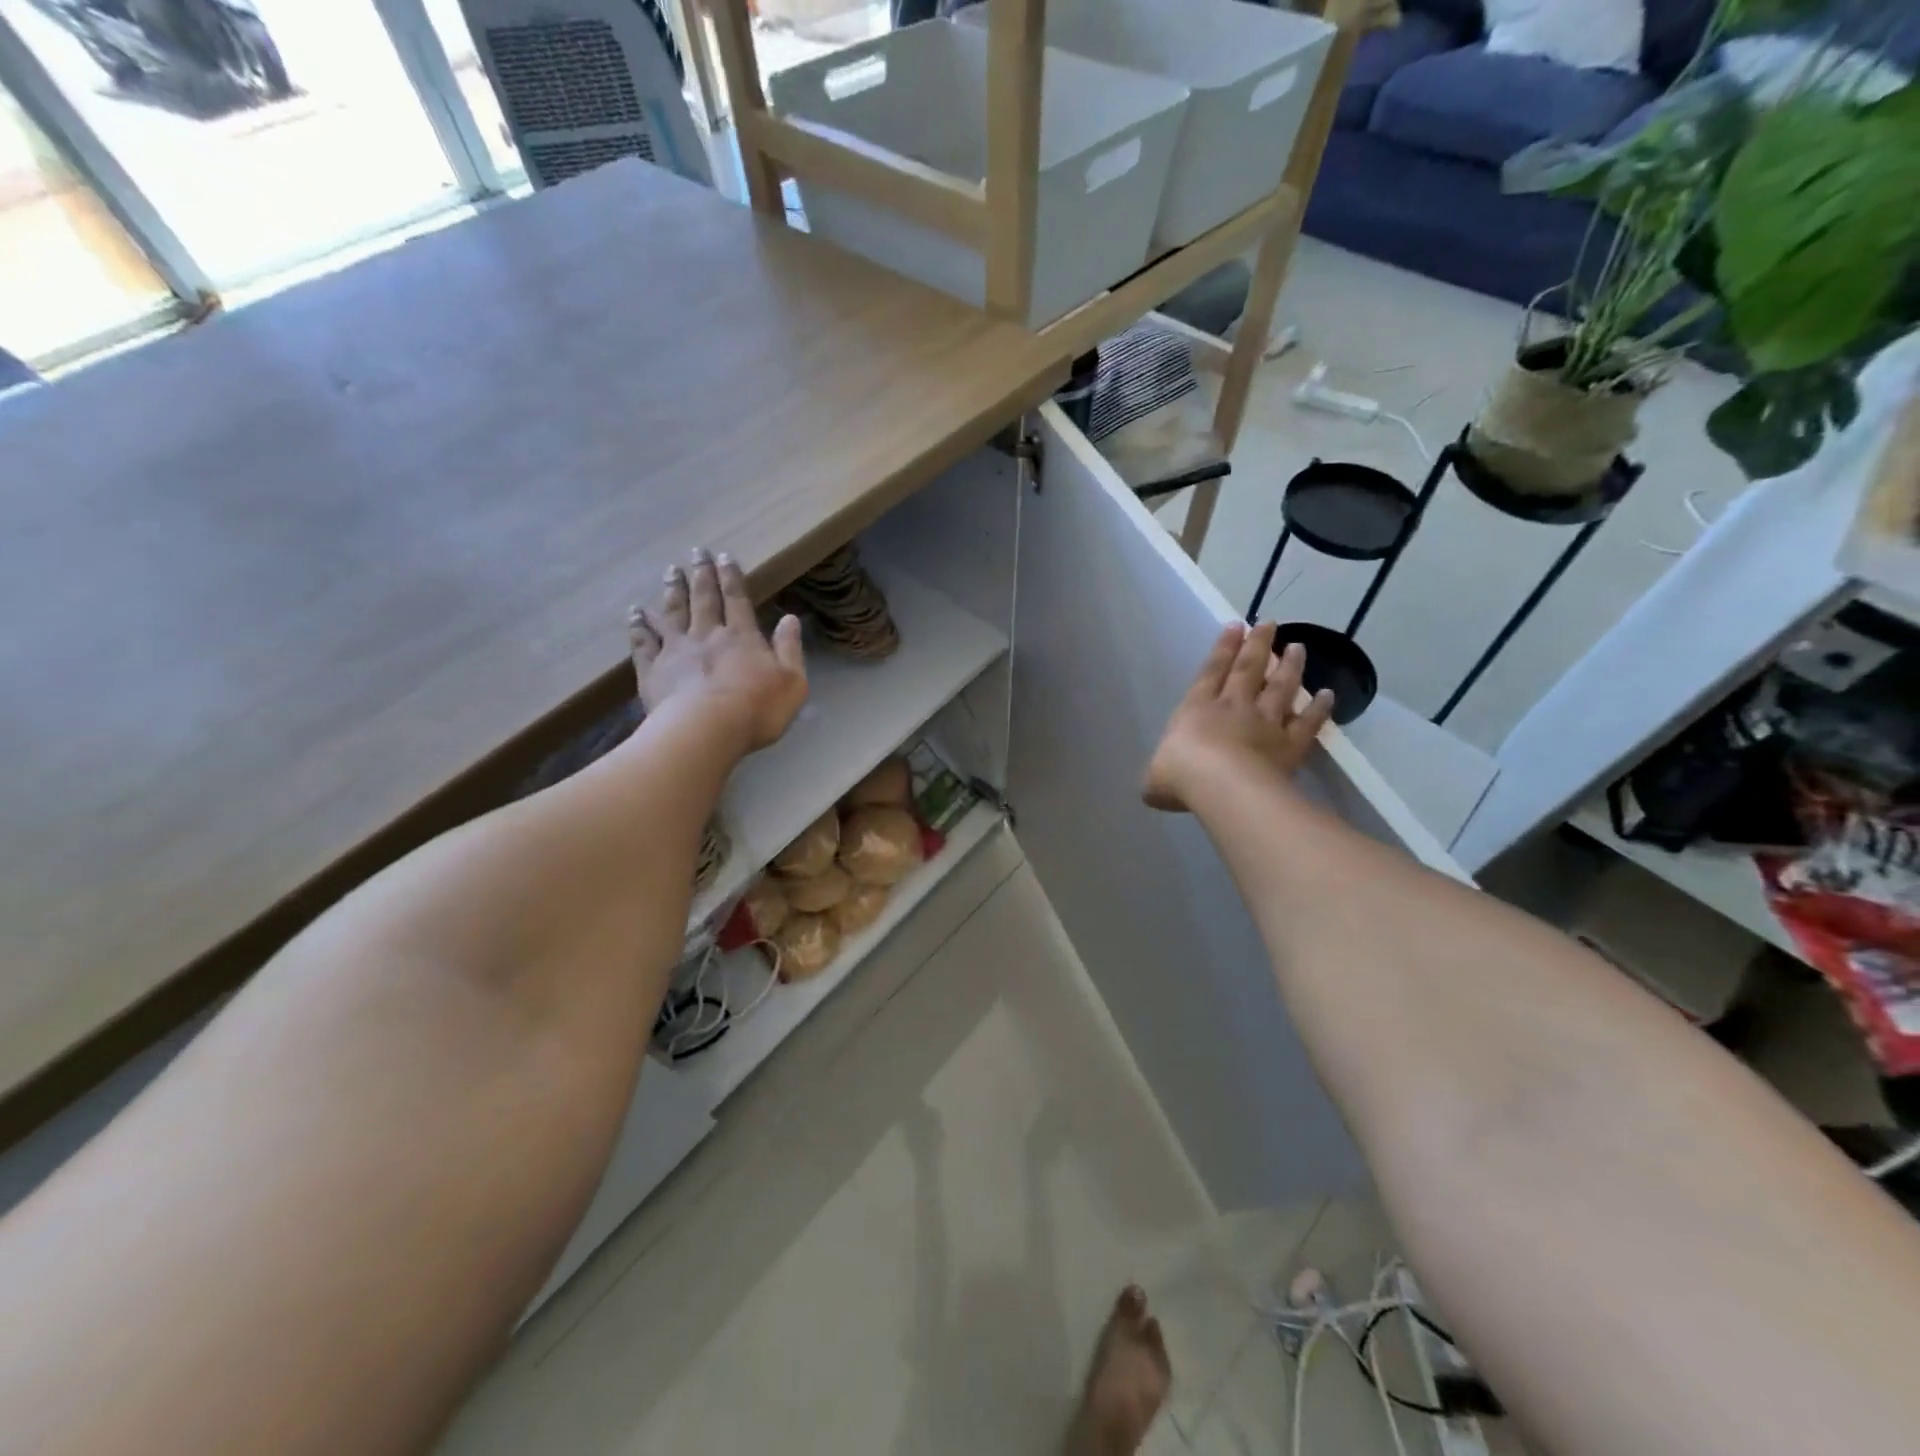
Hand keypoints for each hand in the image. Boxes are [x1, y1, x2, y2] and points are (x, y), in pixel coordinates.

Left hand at [628, 548, 806, 755]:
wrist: (706, 730)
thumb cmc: (757, 709)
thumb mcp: (792, 682)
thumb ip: (790, 649)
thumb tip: (790, 619)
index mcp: (742, 637)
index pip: (737, 599)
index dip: (731, 576)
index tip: (724, 556)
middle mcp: (707, 635)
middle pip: (703, 599)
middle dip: (701, 575)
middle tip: (696, 553)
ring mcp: (676, 651)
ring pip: (672, 613)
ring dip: (671, 591)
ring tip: (670, 572)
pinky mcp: (653, 671)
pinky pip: (643, 643)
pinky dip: (638, 627)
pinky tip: (634, 614)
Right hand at [1143, 622, 1334, 812]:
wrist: (1221, 786)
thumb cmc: (1181, 775)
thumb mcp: (1155, 777)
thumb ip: (1159, 774)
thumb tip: (1156, 784)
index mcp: (1197, 709)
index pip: (1211, 671)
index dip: (1223, 648)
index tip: (1236, 625)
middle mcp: (1233, 707)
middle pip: (1248, 669)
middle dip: (1258, 645)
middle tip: (1270, 623)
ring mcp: (1265, 723)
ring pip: (1280, 688)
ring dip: (1290, 667)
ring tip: (1297, 647)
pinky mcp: (1290, 744)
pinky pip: (1307, 723)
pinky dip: (1319, 708)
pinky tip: (1328, 695)